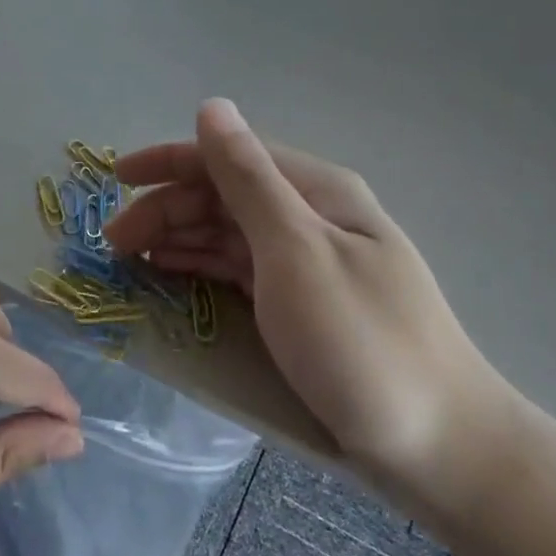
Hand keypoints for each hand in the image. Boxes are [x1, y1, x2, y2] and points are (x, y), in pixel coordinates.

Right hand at [106, 100, 520, 530]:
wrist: (442, 448)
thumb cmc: (361, 344)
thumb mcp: (296, 252)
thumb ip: (248, 179)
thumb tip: (211, 107)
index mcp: (316, 191)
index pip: (229, 156)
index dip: (169, 161)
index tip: (116, 181)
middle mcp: (312, 216)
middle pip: (225, 196)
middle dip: (165, 209)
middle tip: (114, 247)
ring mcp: (310, 262)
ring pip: (229, 233)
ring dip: (178, 238)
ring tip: (131, 261)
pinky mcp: (305, 304)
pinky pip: (240, 270)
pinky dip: (202, 268)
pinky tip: (175, 278)